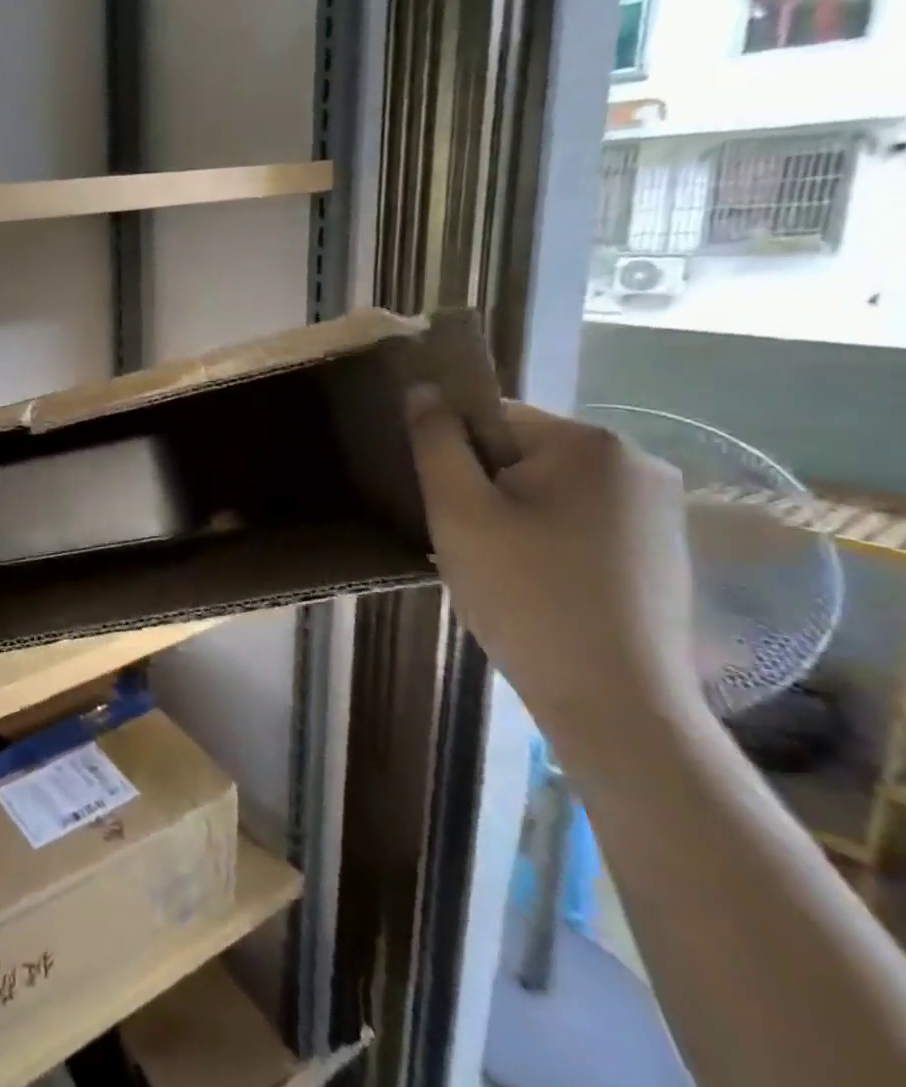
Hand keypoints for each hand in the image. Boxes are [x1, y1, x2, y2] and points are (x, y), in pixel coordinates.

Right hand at [406, 391, 702, 743]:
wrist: (613, 698)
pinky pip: (581, 524)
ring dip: (513, 519)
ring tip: (498, 571)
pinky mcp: (663, 550)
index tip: (445, 506)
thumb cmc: (524, 593)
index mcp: (590, 443)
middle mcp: (639, 462)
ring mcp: (659, 509)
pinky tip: (536, 586)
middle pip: (524, 455)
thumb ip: (435, 442)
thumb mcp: (459, 512)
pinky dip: (547, 544)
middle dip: (484, 491)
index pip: (493, 417)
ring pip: (549, 493)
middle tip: (466, 544)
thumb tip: (422, 388)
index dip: (454, 456)